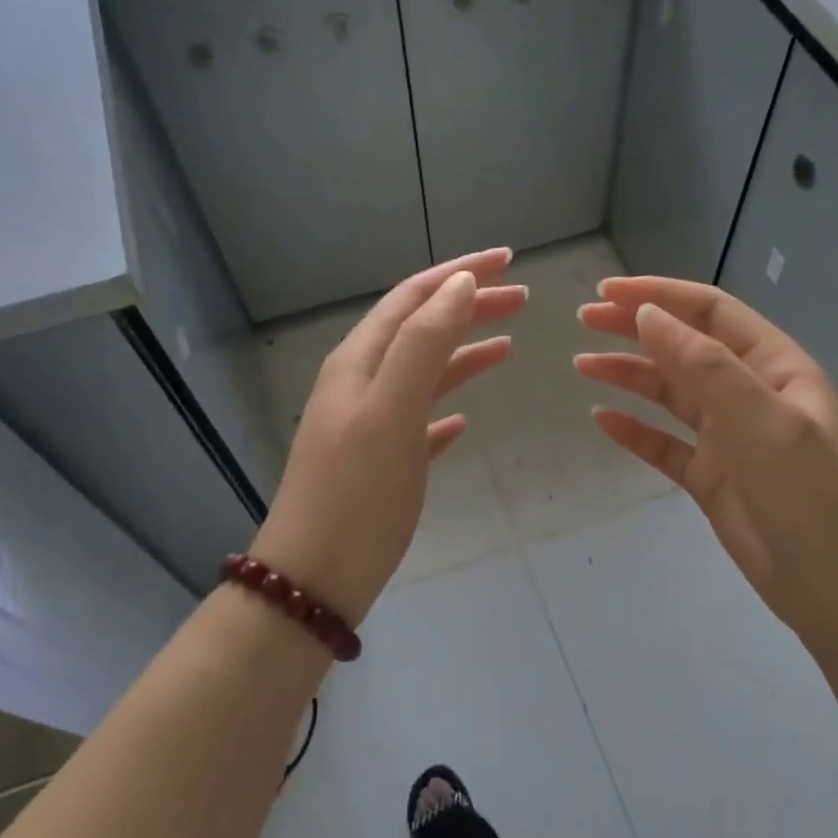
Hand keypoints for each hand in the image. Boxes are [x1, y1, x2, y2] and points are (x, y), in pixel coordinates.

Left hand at [251, 249, 526, 627]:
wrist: (316, 577)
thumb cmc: (357, 493)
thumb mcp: (392, 410)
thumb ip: (424, 344)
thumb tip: (459, 285)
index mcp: (359, 362)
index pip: (413, 297)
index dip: (459, 273)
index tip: (508, 259)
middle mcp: (360, 384)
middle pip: (420, 330)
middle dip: (468, 307)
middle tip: (521, 298)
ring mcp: (368, 425)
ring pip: (422, 374)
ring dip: (462, 353)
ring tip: (507, 344)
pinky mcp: (379, 464)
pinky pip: (418, 421)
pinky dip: (445, 409)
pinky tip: (465, 420)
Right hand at [576, 276, 837, 662]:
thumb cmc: (812, 496)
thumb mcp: (764, 422)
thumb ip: (706, 367)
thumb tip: (648, 315)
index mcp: (775, 367)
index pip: (711, 314)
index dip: (660, 296)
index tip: (606, 294)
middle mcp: (750, 394)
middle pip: (685, 348)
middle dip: (635, 329)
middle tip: (583, 321)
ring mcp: (728, 438)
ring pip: (670, 394)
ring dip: (628, 376)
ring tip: (582, 366)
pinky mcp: (710, 478)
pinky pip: (664, 445)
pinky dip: (634, 431)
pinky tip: (602, 421)